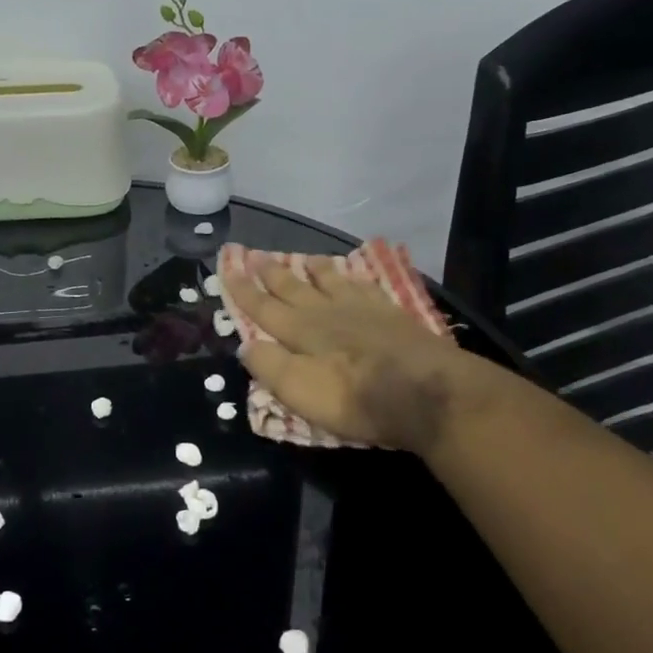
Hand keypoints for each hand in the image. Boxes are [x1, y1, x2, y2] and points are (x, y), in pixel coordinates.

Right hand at [221, 259, 511, 459]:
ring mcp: (362, 310)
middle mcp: (326, 313)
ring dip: (314, 270)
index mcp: (300, 331)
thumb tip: (245, 344)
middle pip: (294, 288)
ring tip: (305, 259)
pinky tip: (357, 276)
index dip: (243, 290)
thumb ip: (270, 366)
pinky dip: (355, 279)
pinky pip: (366, 288)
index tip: (227, 269)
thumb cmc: (355, 398)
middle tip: (255, 254)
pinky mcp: (392, 315)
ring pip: (331, 282)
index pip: (263, 308)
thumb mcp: (300, 390)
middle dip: (272, 274)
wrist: (426, 391)